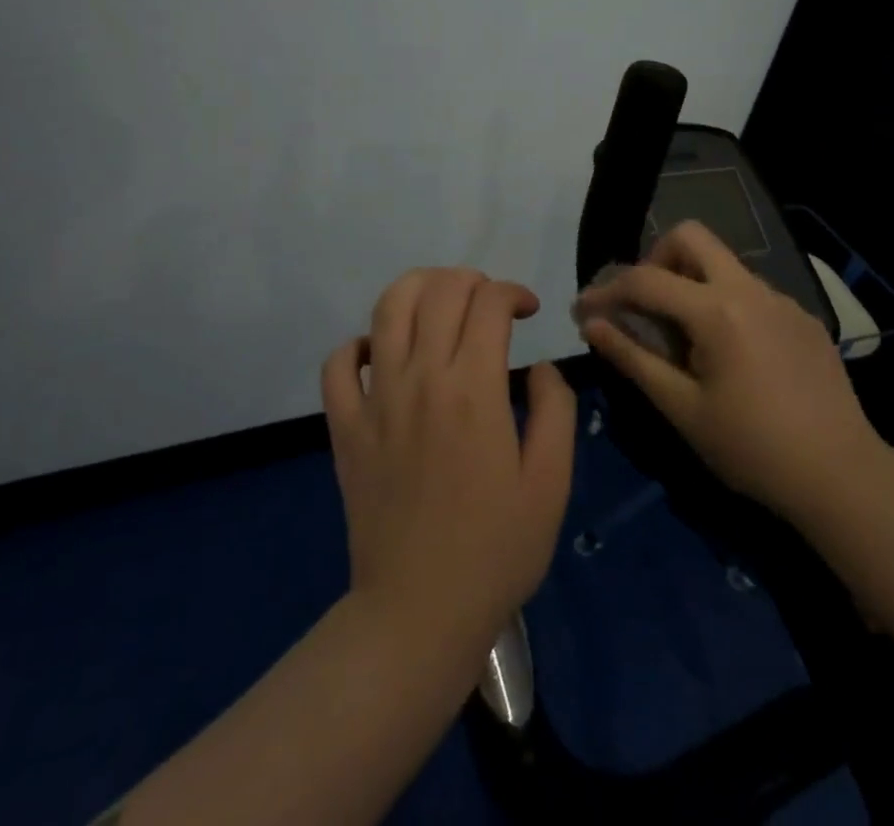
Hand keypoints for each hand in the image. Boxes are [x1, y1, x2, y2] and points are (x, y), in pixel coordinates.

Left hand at [322, 269, 576, 660]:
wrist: (418, 613)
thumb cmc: (495, 550)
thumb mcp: (551, 483)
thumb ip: (556, 411)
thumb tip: (541, 368)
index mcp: (474, 389)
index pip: (488, 303)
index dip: (513, 292)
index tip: (529, 311)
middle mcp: (421, 378)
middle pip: (439, 291)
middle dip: (471, 280)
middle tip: (490, 304)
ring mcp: (376, 400)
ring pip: (387, 309)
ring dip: (418, 289)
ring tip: (441, 305)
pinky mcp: (345, 427)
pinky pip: (337, 364)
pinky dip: (358, 345)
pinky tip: (383, 356)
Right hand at [574, 222, 885, 521]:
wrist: (843, 476)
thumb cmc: (752, 448)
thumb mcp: (682, 408)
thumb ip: (633, 358)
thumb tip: (593, 324)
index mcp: (717, 310)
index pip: (646, 279)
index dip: (607, 291)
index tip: (582, 310)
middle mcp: (750, 289)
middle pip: (691, 236)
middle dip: (655, 259)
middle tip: (644, 304)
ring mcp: (782, 300)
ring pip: (723, 263)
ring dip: (691, 282)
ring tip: (684, 336)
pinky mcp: (803, 318)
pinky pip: (751, 291)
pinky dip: (724, 304)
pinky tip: (731, 354)